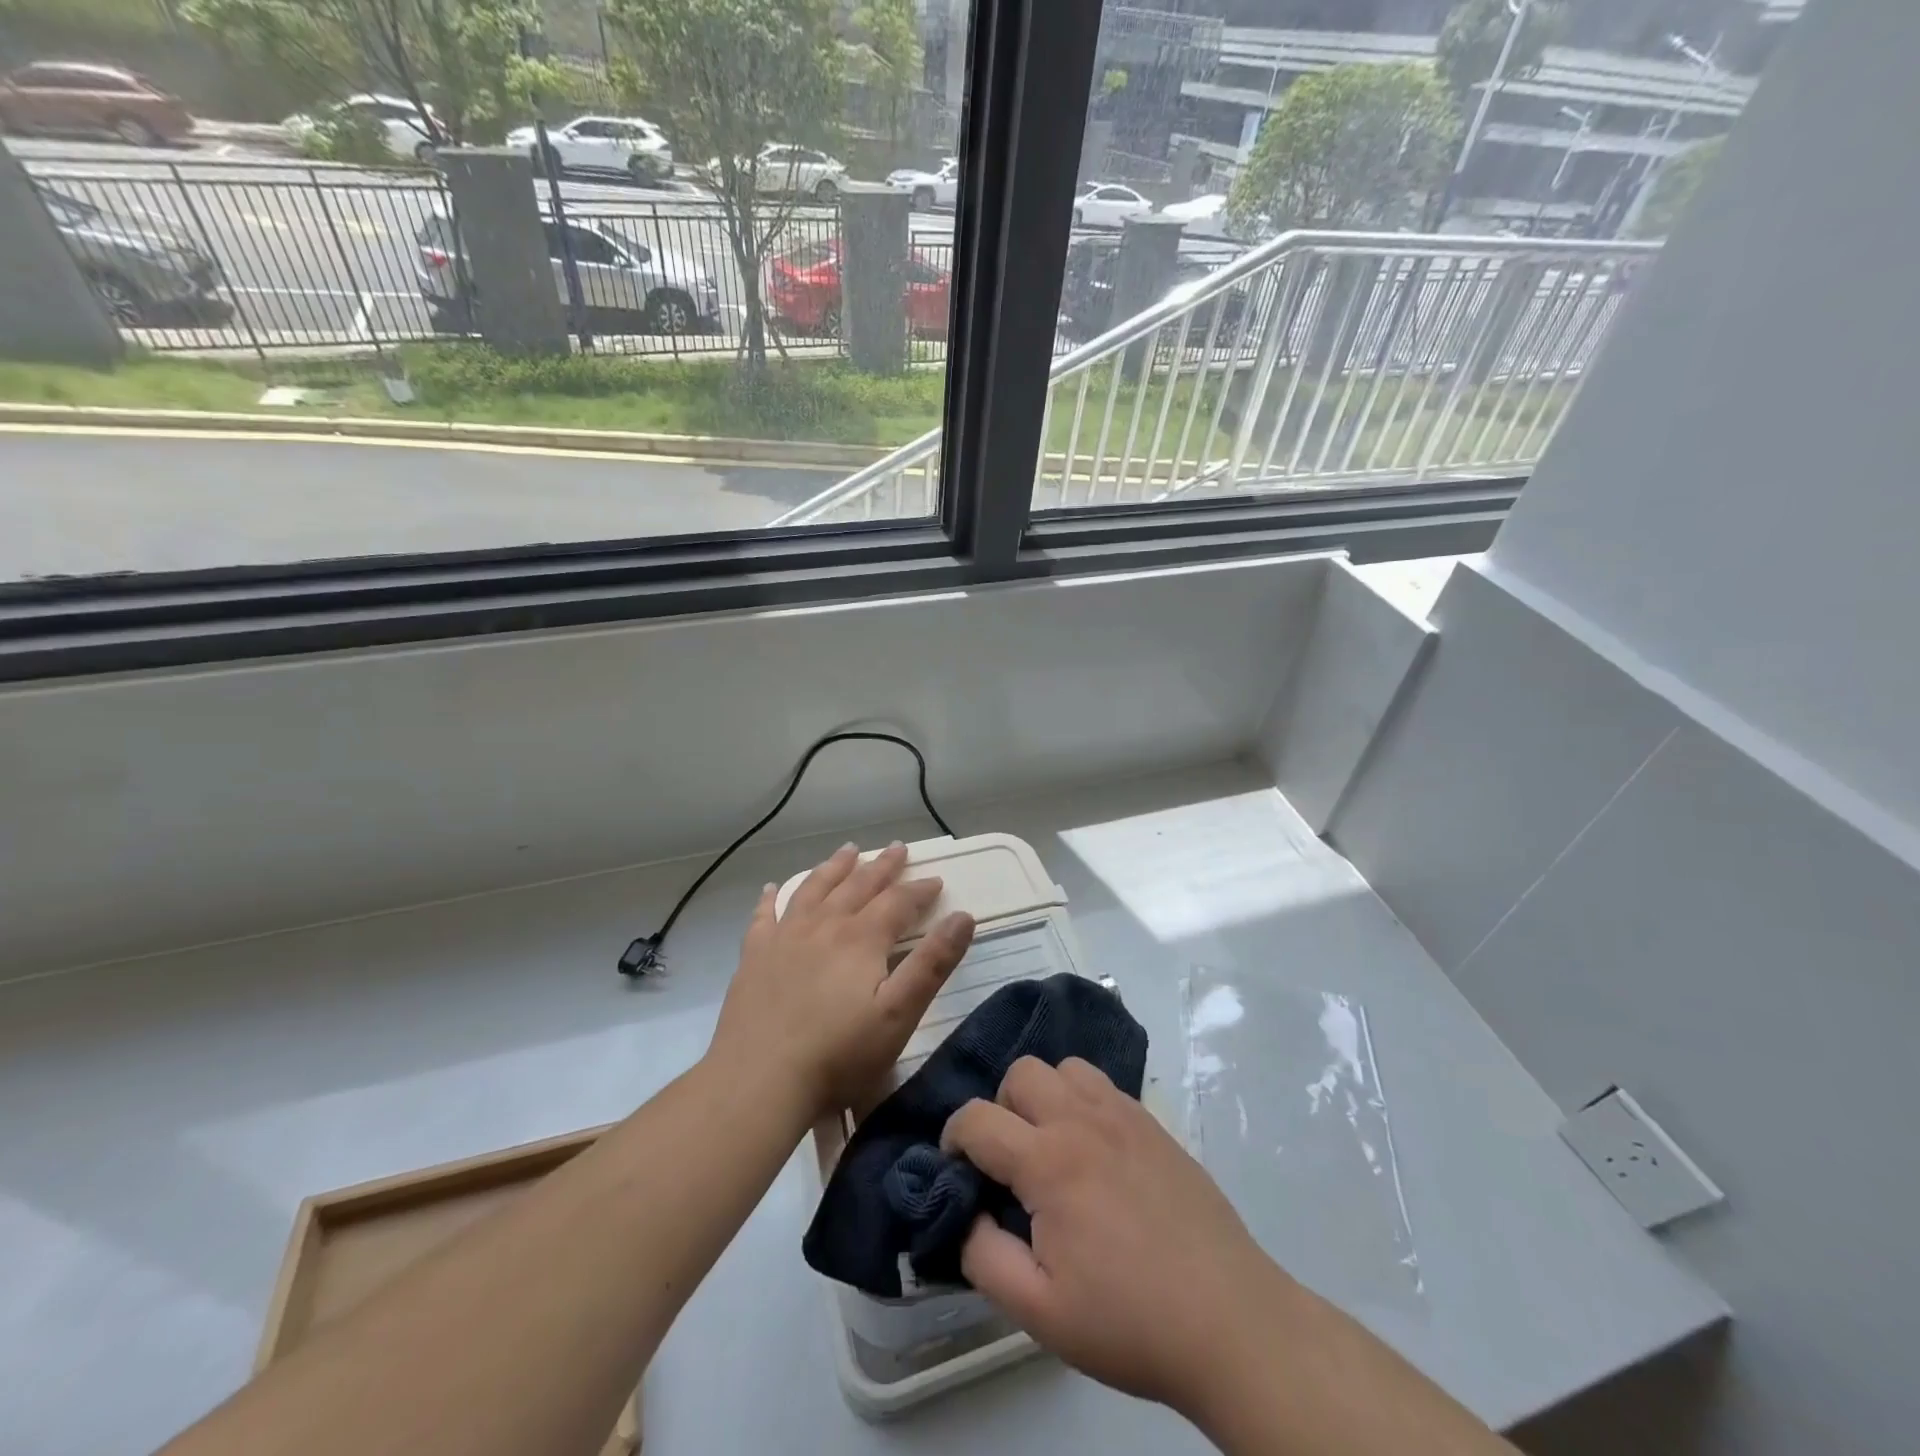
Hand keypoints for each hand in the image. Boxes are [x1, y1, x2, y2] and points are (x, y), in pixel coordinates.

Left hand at [709, 843, 974, 1122]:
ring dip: (834, 867)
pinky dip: (770, 898)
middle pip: (858, 885)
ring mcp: (784, 937)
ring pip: (813, 889)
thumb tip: (963, 916)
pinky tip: (771, 889)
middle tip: (898, 847)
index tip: (936, 880)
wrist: (759, 1080)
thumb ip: (932, 963)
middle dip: (882, 866)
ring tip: (848, 850)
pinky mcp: (754, 956)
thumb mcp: (899, 1013)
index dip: (919, 890)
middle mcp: (824, 925)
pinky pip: (764, 916)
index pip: (898, 902)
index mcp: (862, 938)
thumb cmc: (839, 1053)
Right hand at [943, 1056, 1294, 1420]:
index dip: (953, 1139)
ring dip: (1044, 1096)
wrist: (1230, 1321)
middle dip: (999, 1108)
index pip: (977, 1119)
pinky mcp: (1153, 1123)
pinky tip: (1093, 1148)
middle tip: (1009, 1161)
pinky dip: (1081, 1099)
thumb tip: (966, 1215)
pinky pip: (1102, 1084)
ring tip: (1051, 1146)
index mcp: (1049, 1162)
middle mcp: (1082, 1120)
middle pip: (1020, 1073)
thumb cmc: (1130, 1321)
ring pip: (1063, 1067)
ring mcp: (1123, 1115)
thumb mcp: (1040, 1312)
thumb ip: (985, 1258)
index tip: (956, 1169)